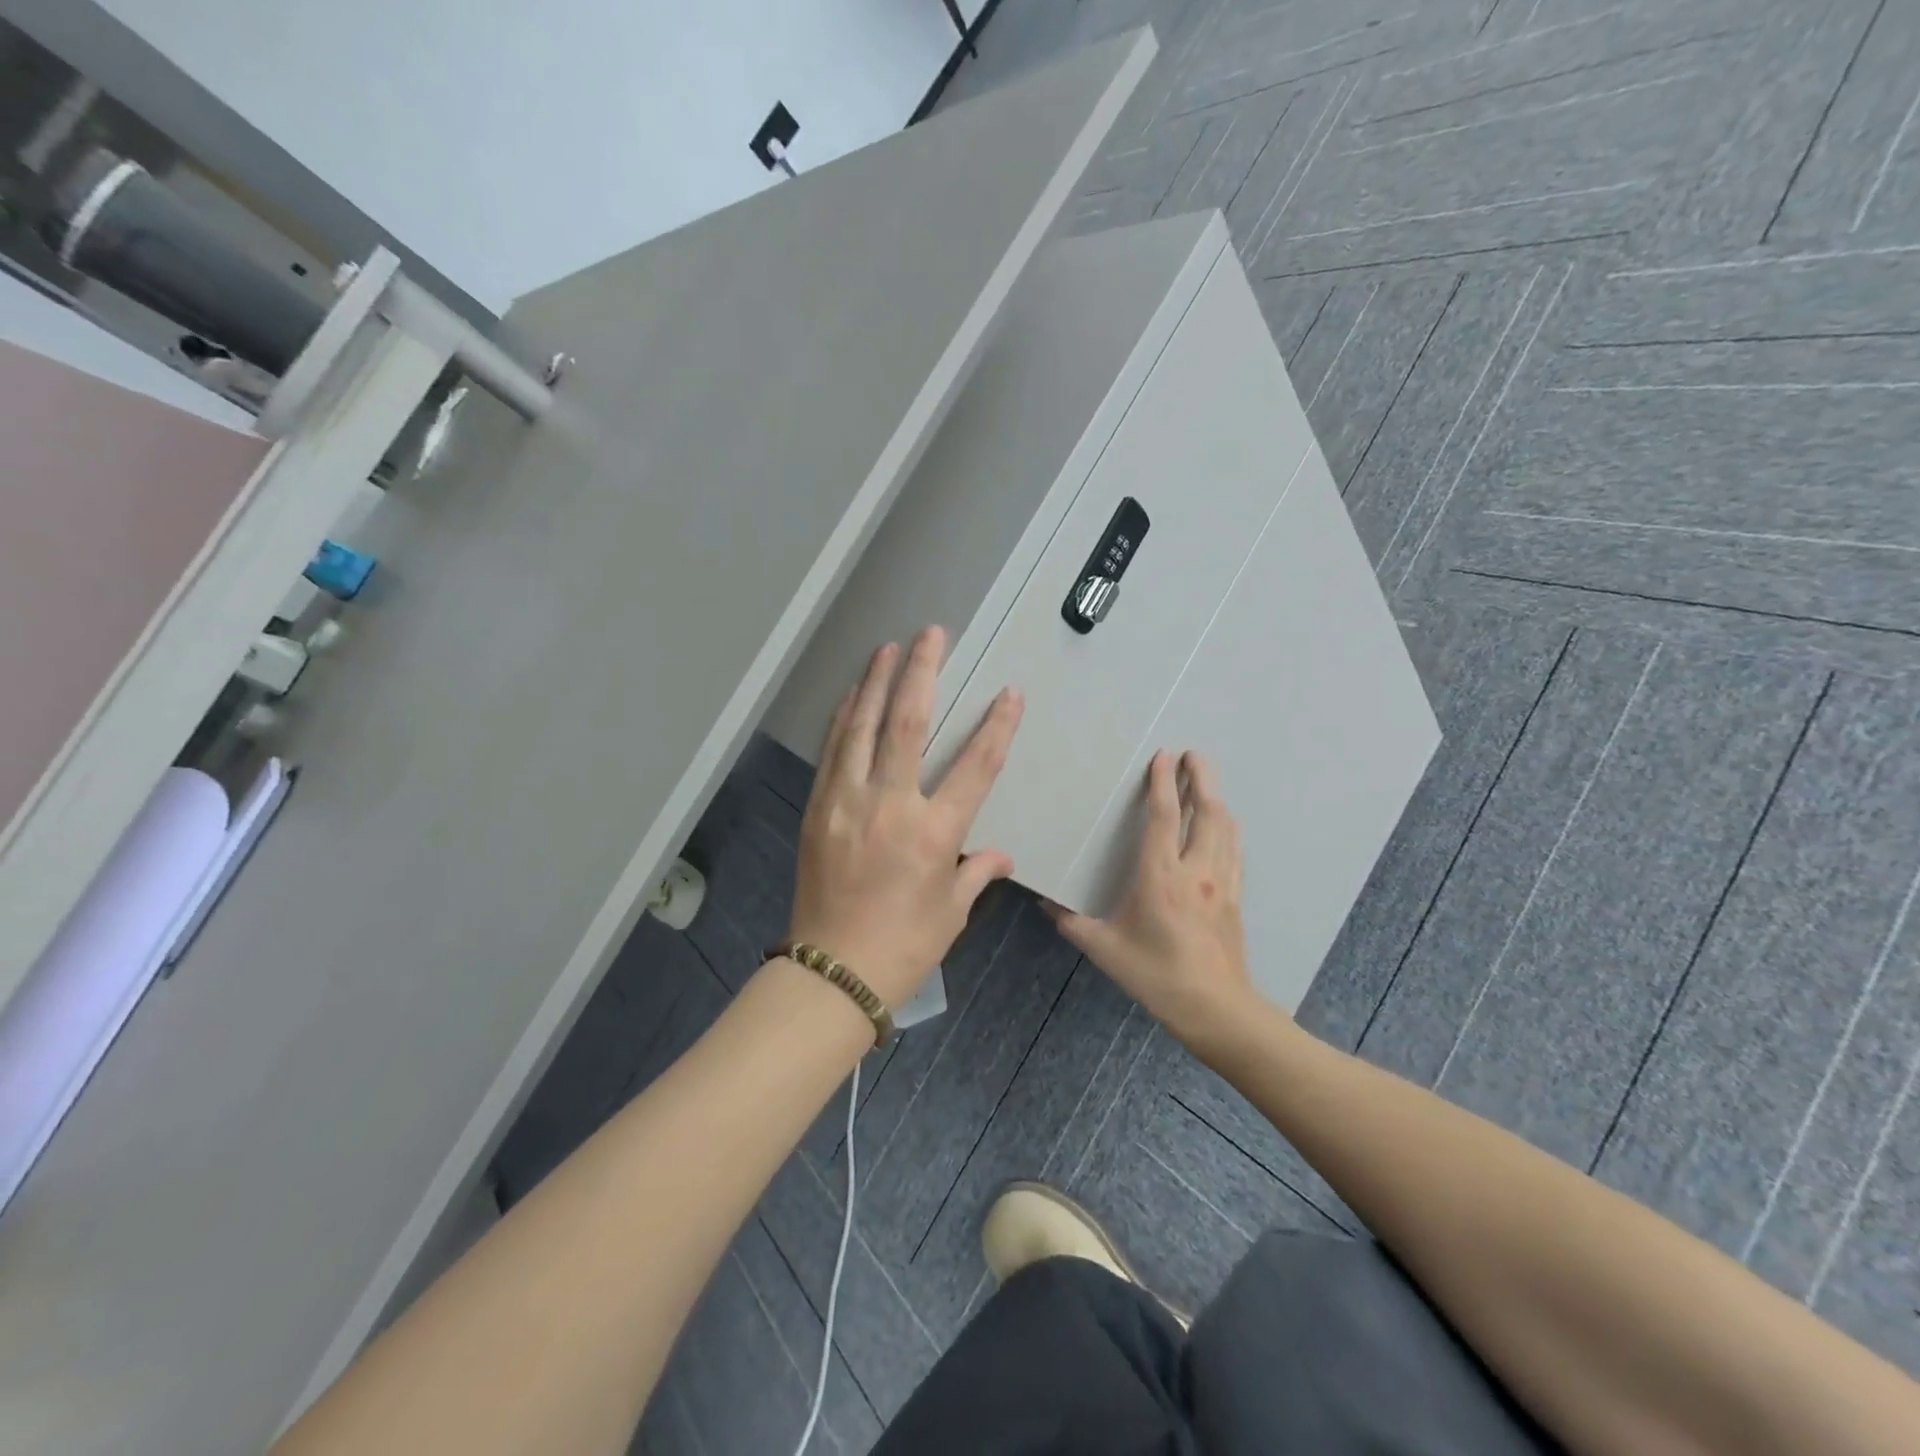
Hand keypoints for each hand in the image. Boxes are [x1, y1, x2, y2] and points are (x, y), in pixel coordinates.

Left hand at [786, 626, 1023, 1008]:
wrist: (831, 971)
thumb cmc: (903, 945)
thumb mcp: (952, 911)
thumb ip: (976, 871)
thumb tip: (999, 854)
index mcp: (933, 833)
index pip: (976, 767)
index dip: (997, 726)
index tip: (1009, 693)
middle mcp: (889, 806)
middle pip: (908, 724)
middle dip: (922, 673)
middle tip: (931, 634)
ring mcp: (846, 802)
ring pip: (862, 727)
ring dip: (875, 682)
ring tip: (887, 648)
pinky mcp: (818, 808)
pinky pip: (833, 751)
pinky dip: (844, 718)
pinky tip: (852, 696)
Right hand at [1047, 750, 1256, 1045]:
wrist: (1216, 1009)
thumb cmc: (1156, 975)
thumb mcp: (1105, 949)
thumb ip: (1072, 922)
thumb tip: (1045, 903)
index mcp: (1161, 877)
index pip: (1164, 817)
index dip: (1163, 782)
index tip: (1164, 756)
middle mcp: (1196, 871)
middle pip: (1206, 812)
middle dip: (1201, 778)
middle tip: (1193, 754)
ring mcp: (1221, 882)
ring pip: (1225, 828)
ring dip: (1216, 798)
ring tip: (1205, 780)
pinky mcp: (1234, 897)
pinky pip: (1233, 850)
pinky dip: (1226, 827)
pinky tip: (1222, 824)